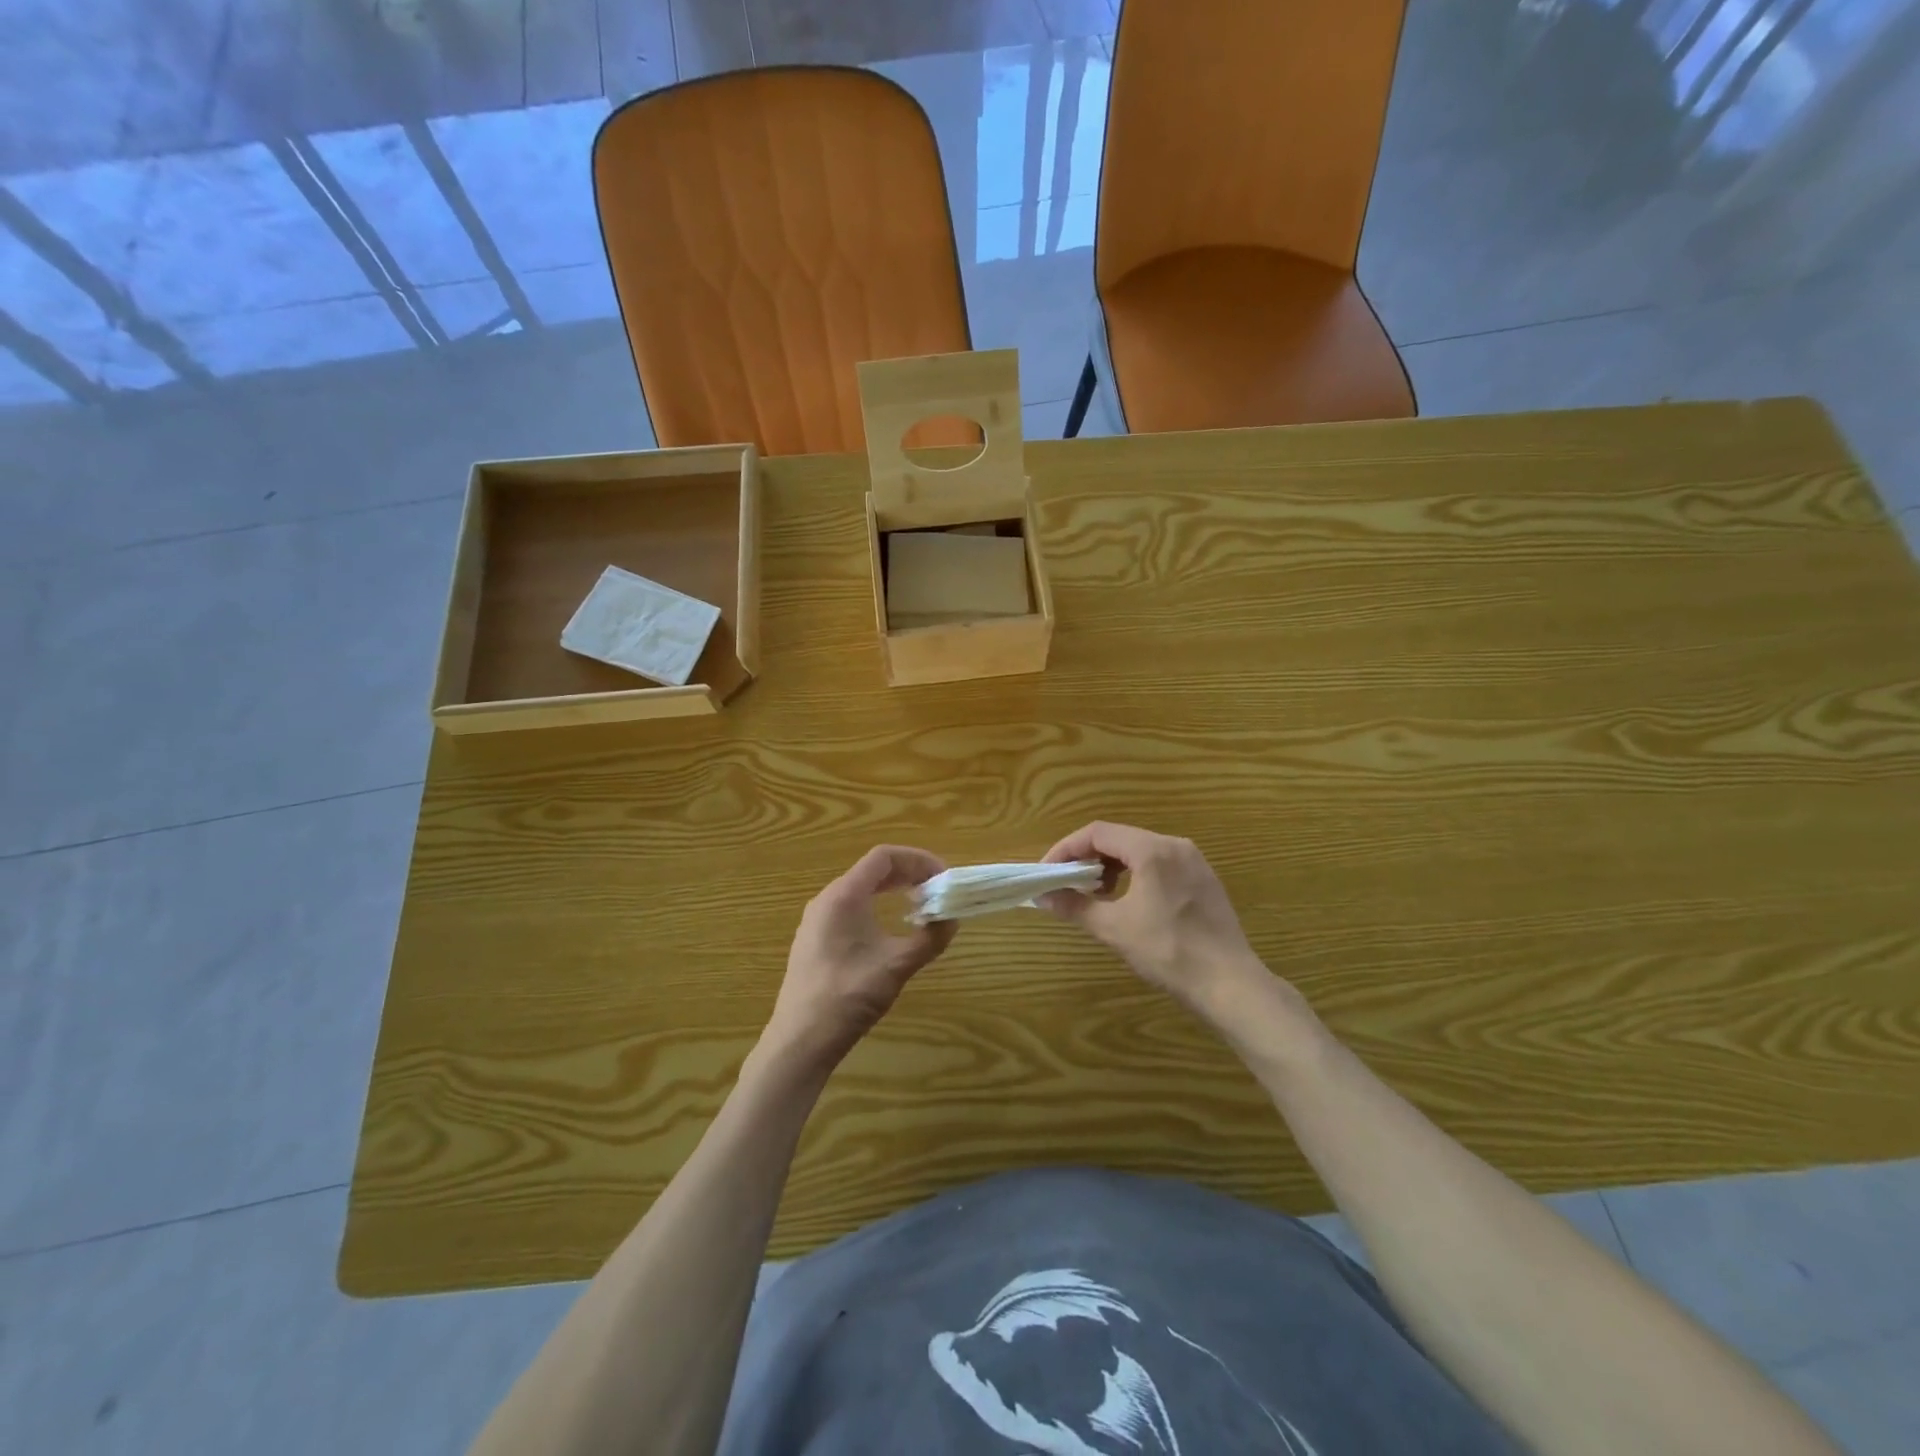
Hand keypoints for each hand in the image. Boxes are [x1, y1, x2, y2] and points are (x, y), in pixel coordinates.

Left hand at [761, 846, 956, 1072]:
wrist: (800, 1040)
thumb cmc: (848, 996)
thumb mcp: (897, 965)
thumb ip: (930, 938)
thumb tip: (952, 919)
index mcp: (844, 895)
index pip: (884, 857)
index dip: (918, 860)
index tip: (942, 877)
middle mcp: (827, 899)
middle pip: (872, 870)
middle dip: (908, 874)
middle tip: (937, 890)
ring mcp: (817, 920)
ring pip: (860, 890)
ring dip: (892, 891)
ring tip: (919, 907)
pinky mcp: (814, 940)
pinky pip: (849, 908)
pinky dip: (876, 907)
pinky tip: (889, 930)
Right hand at [1040, 822, 1268, 1016]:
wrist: (1230, 984)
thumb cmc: (1168, 951)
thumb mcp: (1114, 928)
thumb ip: (1075, 906)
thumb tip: (1042, 897)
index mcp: (1152, 850)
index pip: (1097, 833)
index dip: (1066, 849)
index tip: (1047, 873)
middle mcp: (1175, 845)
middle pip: (1119, 838)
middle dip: (1087, 859)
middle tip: (1068, 885)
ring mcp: (1194, 861)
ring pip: (1140, 851)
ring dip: (1111, 867)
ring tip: (1096, 896)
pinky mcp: (1204, 880)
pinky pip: (1160, 865)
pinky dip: (1135, 875)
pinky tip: (1129, 903)